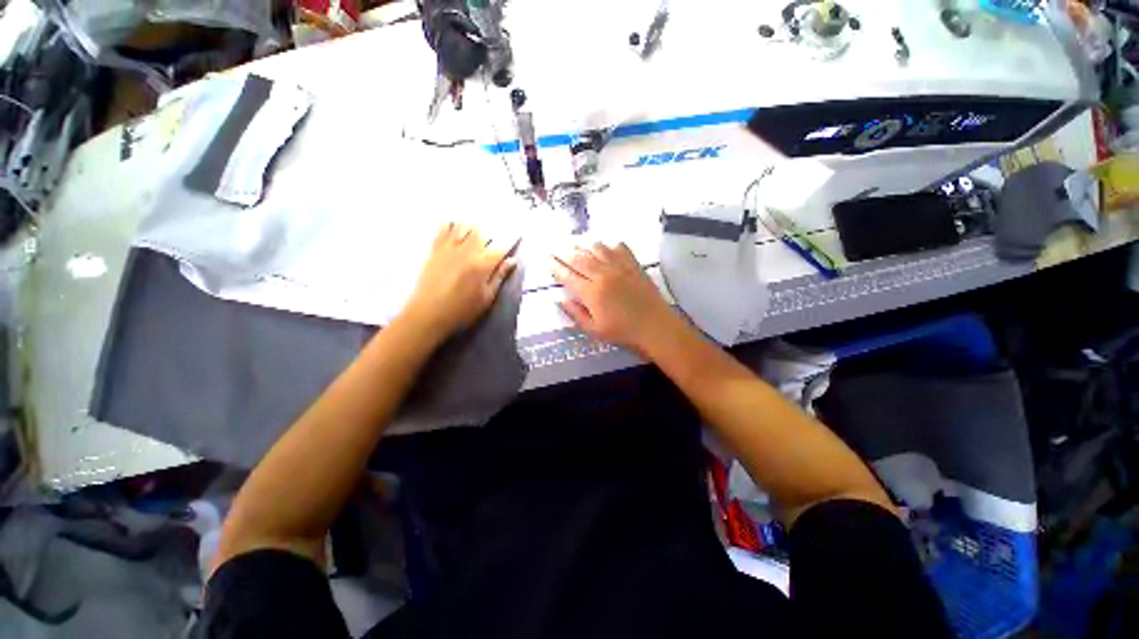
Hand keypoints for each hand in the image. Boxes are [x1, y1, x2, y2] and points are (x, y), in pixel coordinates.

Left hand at [401, 223, 515, 340]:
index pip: (501, 249)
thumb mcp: (487, 298)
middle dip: (491, 234)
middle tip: (497, 236)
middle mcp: (467, 251)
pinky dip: (450, 225)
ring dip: (473, 227)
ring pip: (464, 228)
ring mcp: (449, 249)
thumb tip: (512, 261)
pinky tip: (454, 224)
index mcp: (482, 265)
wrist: (428, 314)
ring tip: (478, 230)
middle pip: (482, 233)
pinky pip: (442, 230)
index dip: (511, 242)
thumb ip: (499, 276)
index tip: (518, 235)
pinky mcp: (435, 251)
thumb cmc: (462, 310)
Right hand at [552, 242, 682, 356]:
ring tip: (576, 244)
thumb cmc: (623, 333)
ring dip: (584, 245)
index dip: (555, 267)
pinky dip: (610, 245)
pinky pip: (620, 248)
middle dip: (564, 253)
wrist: (656, 328)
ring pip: (597, 249)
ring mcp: (620, 268)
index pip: (568, 276)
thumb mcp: (594, 330)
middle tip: (554, 247)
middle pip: (579, 259)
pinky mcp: (634, 266)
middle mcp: (603, 275)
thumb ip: (575, 314)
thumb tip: (559, 300)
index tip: (547, 260)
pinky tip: (606, 246)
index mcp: (591, 293)